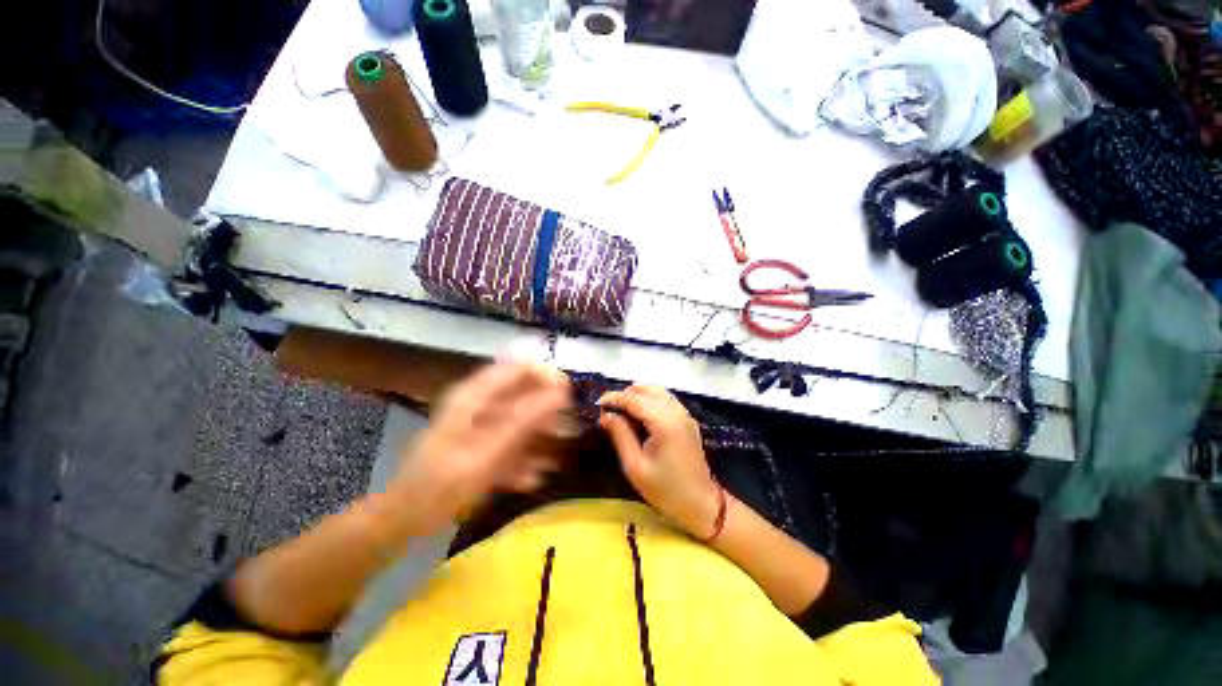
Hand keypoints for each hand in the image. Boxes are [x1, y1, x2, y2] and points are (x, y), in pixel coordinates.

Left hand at [386, 362, 569, 536]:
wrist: (404, 519)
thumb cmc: (442, 485)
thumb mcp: (488, 453)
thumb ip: (524, 421)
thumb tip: (560, 393)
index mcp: (475, 396)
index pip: (518, 367)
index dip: (546, 375)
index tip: (569, 393)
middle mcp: (478, 403)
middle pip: (522, 394)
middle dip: (546, 412)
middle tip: (566, 432)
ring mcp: (479, 424)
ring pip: (520, 418)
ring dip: (537, 438)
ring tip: (553, 461)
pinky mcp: (480, 443)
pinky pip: (510, 440)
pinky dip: (522, 456)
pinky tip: (532, 479)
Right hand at [598, 384, 719, 538]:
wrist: (700, 504)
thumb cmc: (665, 489)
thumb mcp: (635, 466)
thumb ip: (621, 435)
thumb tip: (606, 415)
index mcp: (664, 422)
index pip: (635, 399)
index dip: (615, 398)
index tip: (598, 402)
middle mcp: (676, 412)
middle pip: (648, 389)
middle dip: (626, 394)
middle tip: (609, 409)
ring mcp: (684, 414)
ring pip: (658, 391)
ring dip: (638, 395)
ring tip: (622, 411)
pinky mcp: (687, 420)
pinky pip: (665, 400)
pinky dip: (650, 400)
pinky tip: (640, 416)